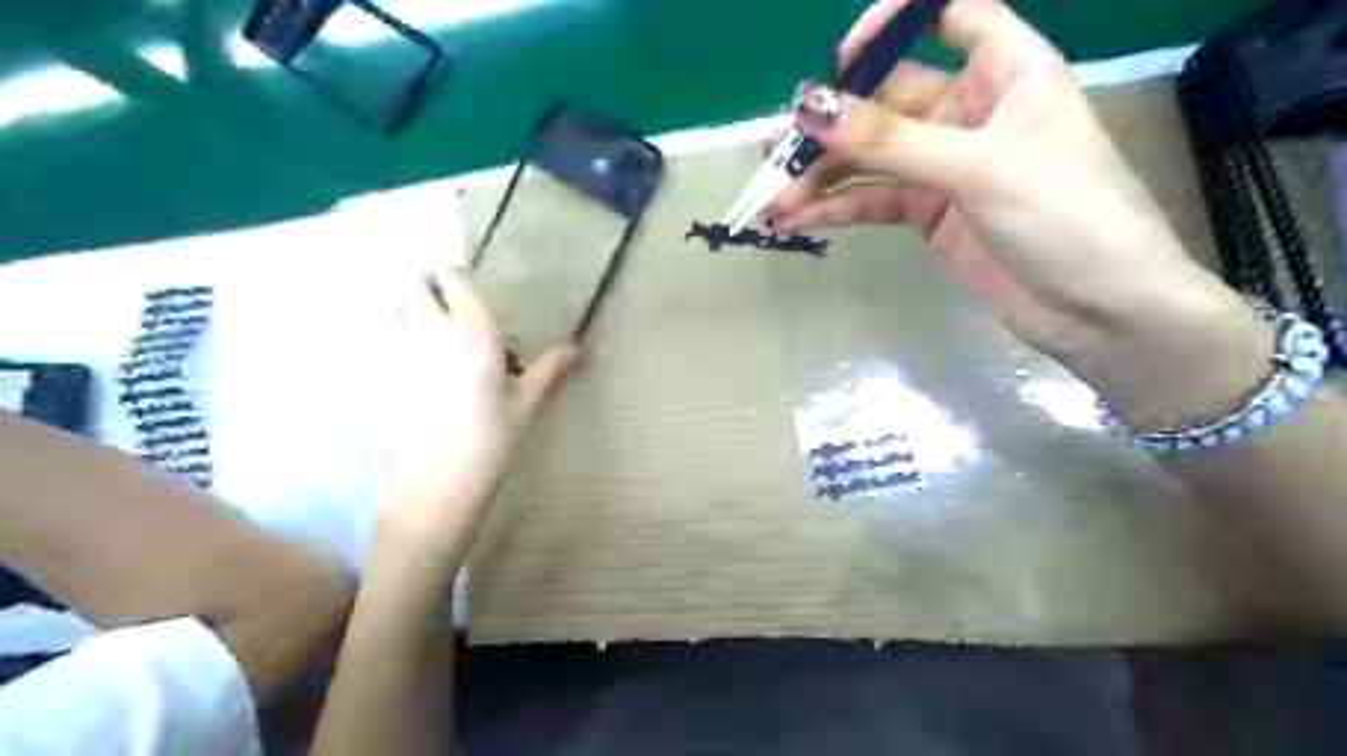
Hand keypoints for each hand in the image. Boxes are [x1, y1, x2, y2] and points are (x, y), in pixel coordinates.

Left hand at [383, 269, 584, 556]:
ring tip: (440, 332)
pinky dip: (405, 338)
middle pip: (411, 285)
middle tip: (450, 304)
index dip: (458, 278)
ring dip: (412, 307)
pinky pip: (392, 340)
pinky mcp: (388, 377)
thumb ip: (552, 368)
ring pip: (396, 309)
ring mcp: (403, 353)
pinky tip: (429, 368)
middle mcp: (432, 332)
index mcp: (474, 331)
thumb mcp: (527, 403)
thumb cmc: (492, 439)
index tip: (474, 293)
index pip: (453, 278)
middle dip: (426, 284)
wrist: (438, 482)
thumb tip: (582, 348)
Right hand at [768, 1, 1275, 428]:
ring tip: (774, 200)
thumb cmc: (1064, 216)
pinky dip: (838, 210)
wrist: (1097, 312)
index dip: (892, 25)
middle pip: (888, 101)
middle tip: (777, 152)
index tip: (842, 61)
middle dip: (833, 127)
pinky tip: (798, 221)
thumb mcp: (977, 169)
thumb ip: (889, 140)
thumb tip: (809, 107)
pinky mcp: (932, 215)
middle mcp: (972, 111)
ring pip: (873, 158)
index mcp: (1006, 71)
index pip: (948, 14)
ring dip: (823, 178)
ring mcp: (947, 167)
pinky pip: (876, 201)